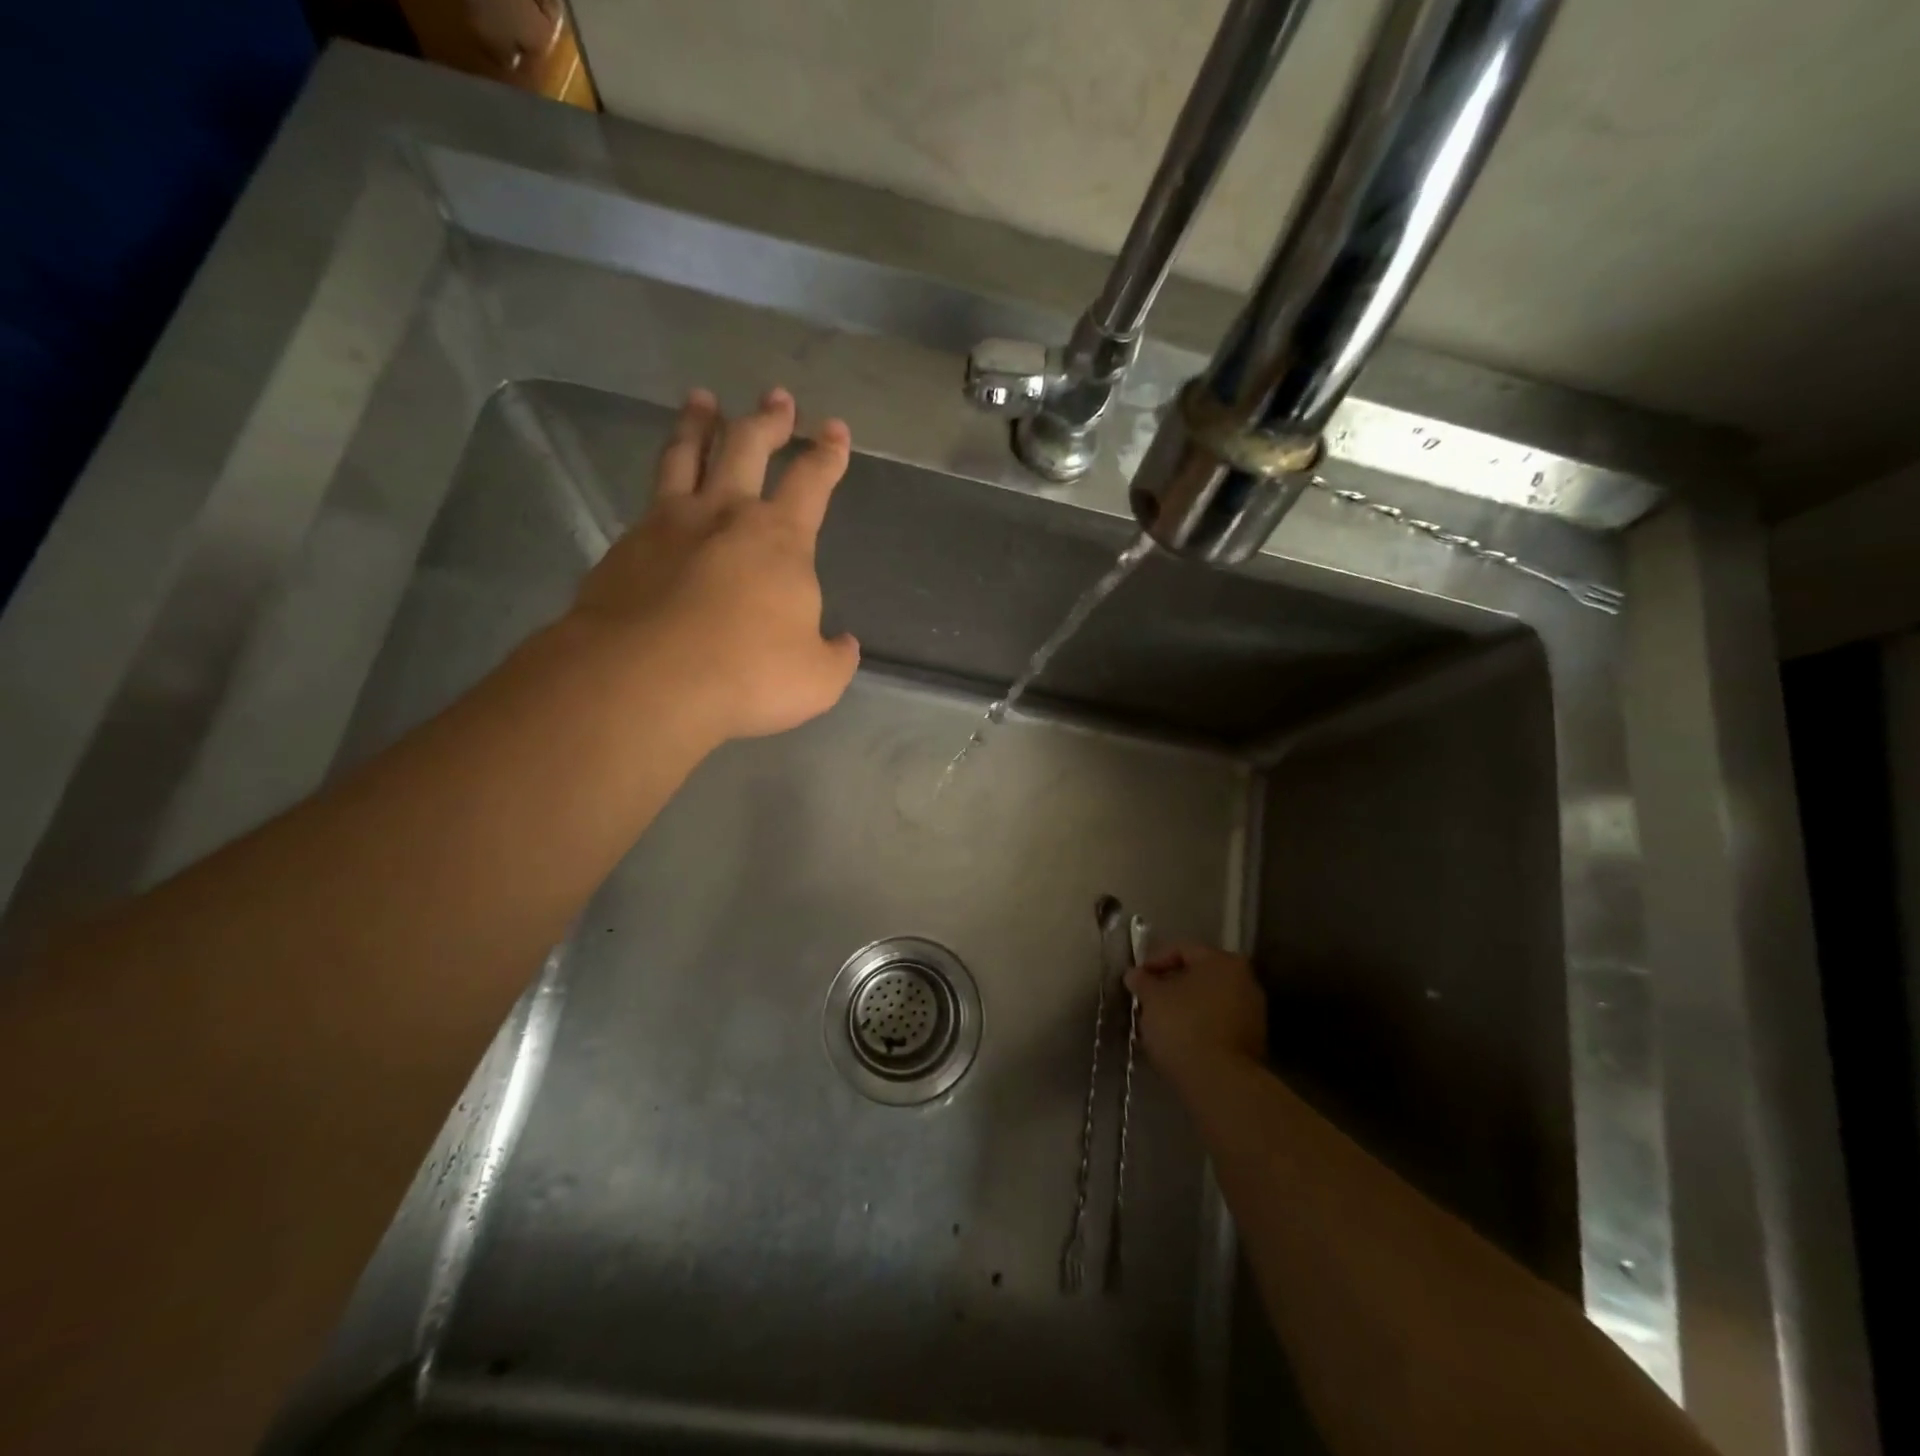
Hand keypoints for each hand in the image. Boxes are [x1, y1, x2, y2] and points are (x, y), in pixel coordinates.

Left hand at [568, 386, 860, 741]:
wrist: (645, 679)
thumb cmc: (747, 674)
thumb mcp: (816, 679)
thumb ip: (835, 657)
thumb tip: (843, 643)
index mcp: (780, 539)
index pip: (812, 481)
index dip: (828, 453)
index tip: (835, 429)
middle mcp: (724, 515)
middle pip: (747, 446)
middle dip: (767, 419)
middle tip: (775, 397)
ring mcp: (667, 525)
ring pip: (685, 455)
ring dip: (698, 424)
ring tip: (701, 400)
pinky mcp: (623, 547)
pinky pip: (648, 500)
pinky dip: (661, 482)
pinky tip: (661, 491)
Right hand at [1126, 944, 1267, 1088]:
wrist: (1220, 1082)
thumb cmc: (1183, 1026)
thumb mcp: (1152, 998)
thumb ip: (1142, 981)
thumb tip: (1135, 974)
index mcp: (1222, 961)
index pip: (1182, 949)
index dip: (1154, 961)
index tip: (1136, 979)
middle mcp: (1245, 981)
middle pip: (1198, 975)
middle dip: (1170, 985)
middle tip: (1147, 999)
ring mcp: (1253, 1013)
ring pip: (1208, 1001)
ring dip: (1184, 1007)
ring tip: (1159, 1022)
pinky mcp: (1252, 1042)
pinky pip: (1217, 1023)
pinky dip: (1198, 1025)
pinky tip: (1178, 1039)